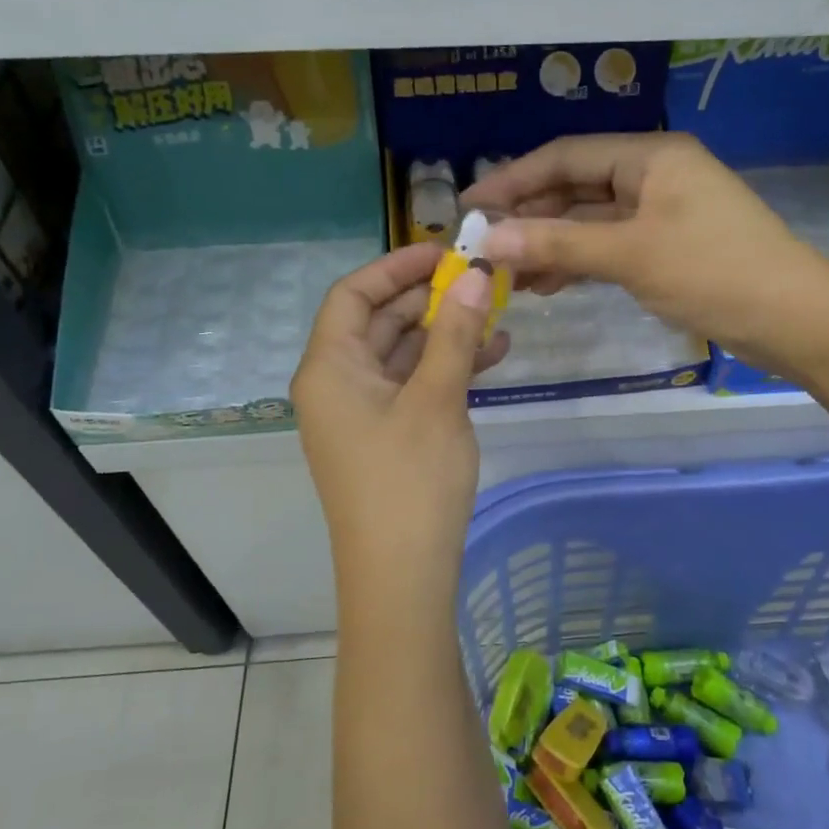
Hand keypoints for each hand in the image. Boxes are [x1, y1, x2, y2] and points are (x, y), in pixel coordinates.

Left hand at [292, 244, 507, 605]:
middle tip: (482, 280)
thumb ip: (456, 334)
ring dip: (446, 334)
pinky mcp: (385, 437)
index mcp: (330, 368)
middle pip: (380, 322)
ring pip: (402, 354)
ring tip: (499, 315)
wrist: (401, 576)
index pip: (353, 294)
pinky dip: (447, 369)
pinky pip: (413, 386)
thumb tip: (476, 274)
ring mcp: (361, 413)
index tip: (445, 252)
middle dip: (430, 299)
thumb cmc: (410, 481)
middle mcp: (337, 384)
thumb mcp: (437, 399)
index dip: (396, 267)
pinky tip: (494, 356)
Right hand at [463, 134, 828, 378]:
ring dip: (551, 245)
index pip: (565, 157)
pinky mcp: (671, 247)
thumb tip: (488, 241)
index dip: (513, 180)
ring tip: (508, 276)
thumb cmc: (714, 273)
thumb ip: (557, 246)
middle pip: (577, 187)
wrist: (795, 320)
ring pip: (592, 221)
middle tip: (484, 248)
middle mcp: (656, 174)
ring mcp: (664, 212)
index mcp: (651, 155)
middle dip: (530, 217)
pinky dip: (581, 262)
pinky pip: (612, 245)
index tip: (470, 207)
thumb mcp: (630, 256)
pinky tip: (548, 284)